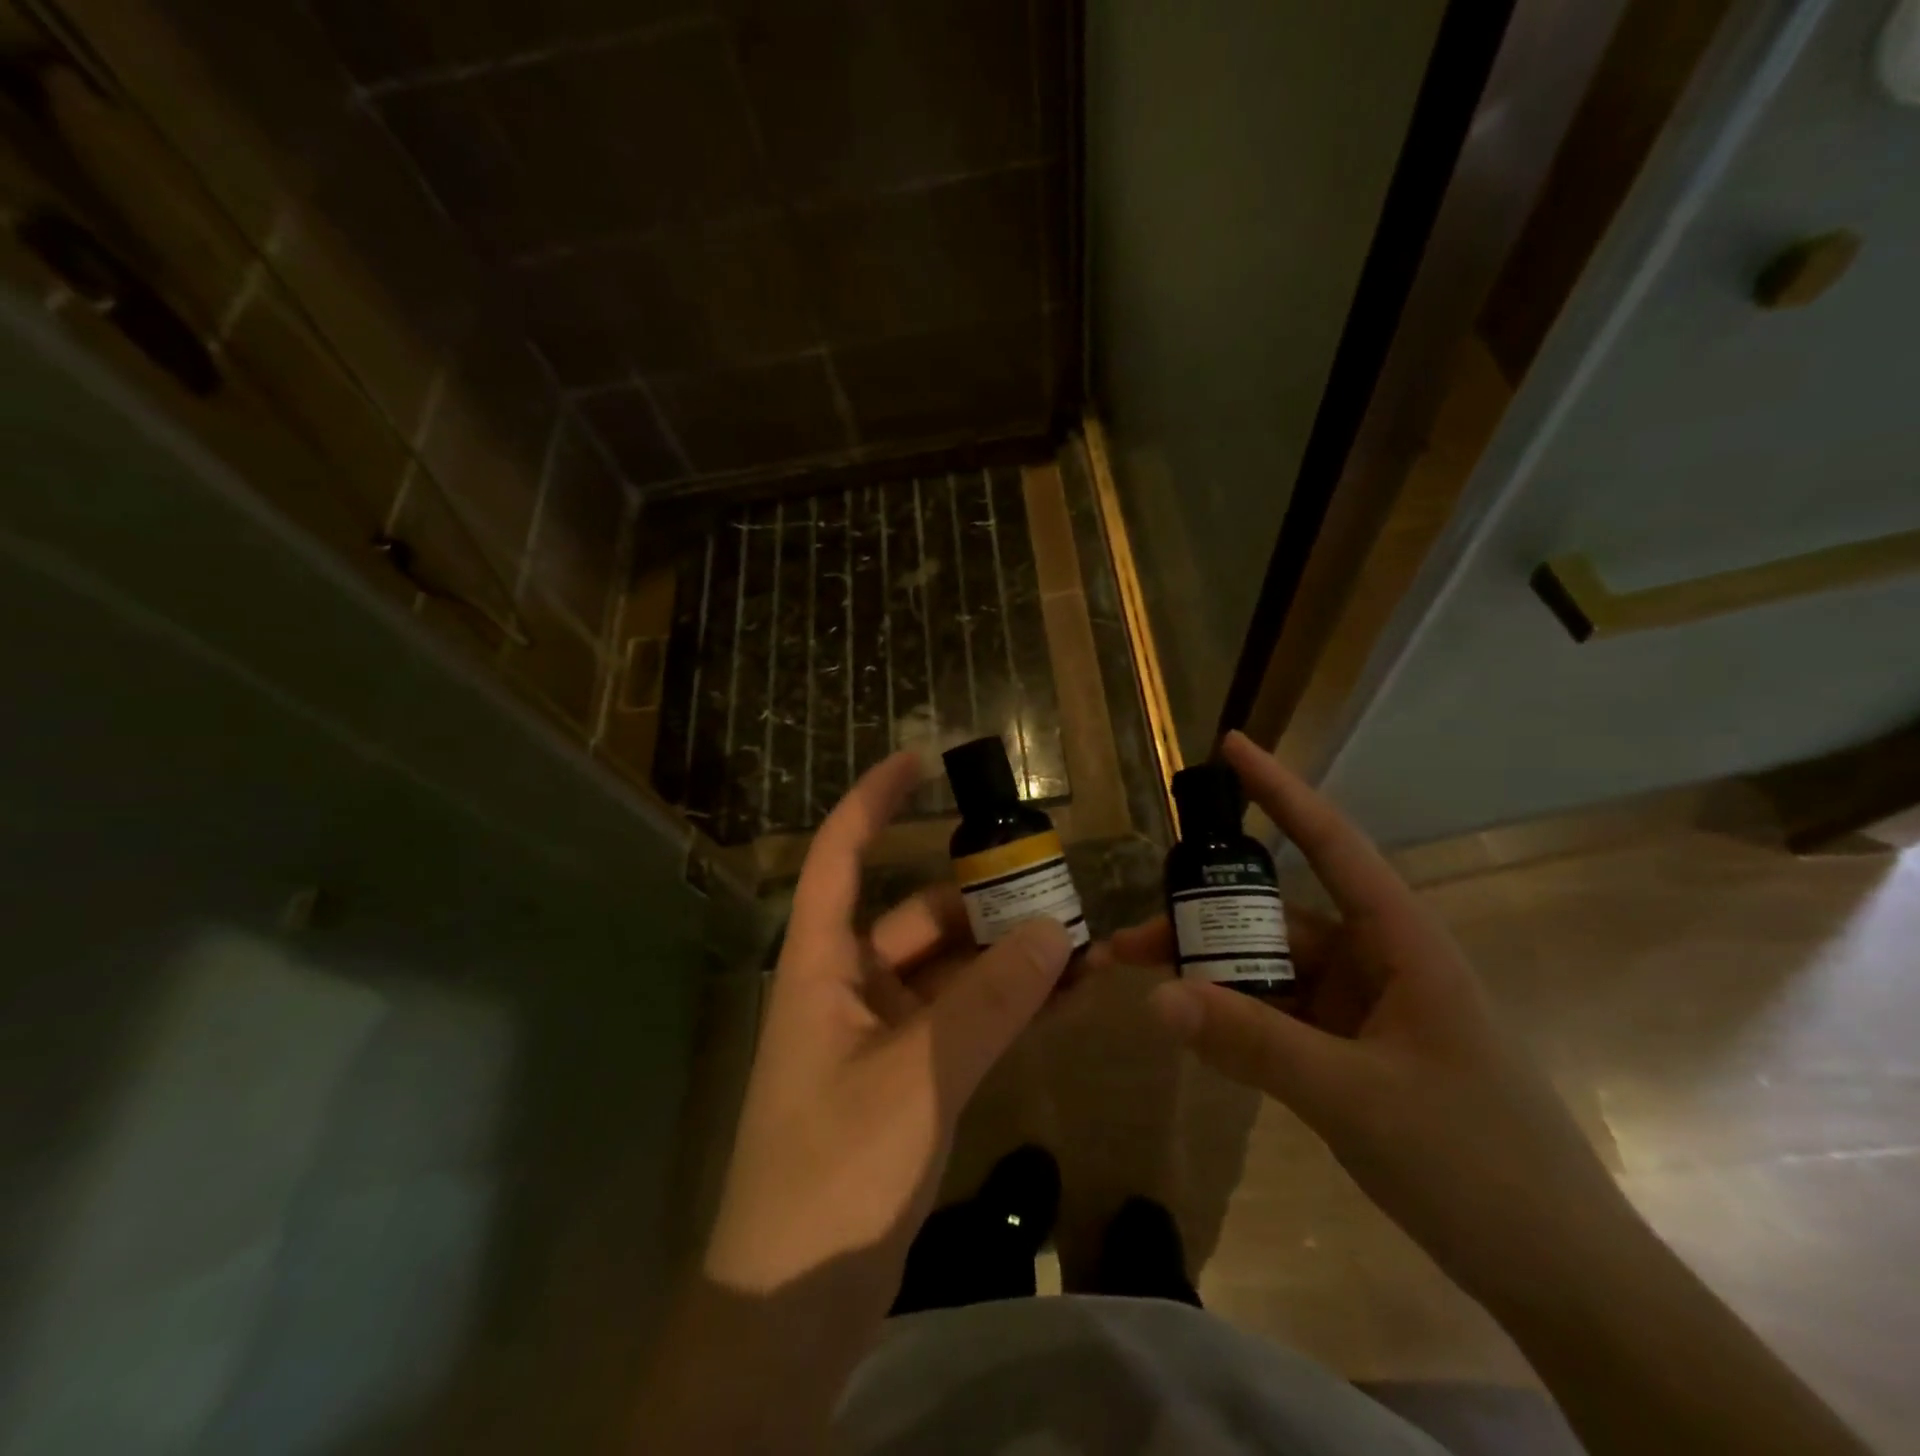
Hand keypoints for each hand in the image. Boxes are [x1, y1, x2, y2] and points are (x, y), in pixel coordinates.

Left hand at [704, 750, 1074, 1299]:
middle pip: (916, 915)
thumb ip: (990, 1001)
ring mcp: (877, 1036)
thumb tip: (1056, 931)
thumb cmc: (834, 1173)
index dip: (872, 801)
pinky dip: (1002, 1006)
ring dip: (1004, 956)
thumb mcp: (920, 1077)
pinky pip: (958, 1020)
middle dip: (981, 897)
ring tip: (1078, 943)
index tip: (919, 760)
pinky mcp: (904, 1079)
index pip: (838, 856)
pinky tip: (1060, 998)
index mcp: (820, 966)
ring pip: (946, 971)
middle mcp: (846, 986)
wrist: (792, 1309)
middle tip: (1052, 879)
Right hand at [1108, 731, 1635, 1311]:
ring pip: (1271, 972)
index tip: (1229, 747)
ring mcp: (1363, 1009)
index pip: (1332, 844)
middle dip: (1202, 924)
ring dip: (1213, 978)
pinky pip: (1280, 1016)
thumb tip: (1157, 994)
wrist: (1560, 1277)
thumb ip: (1253, 1043)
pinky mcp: (1351, 1052)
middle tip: (1130, 943)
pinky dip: (1237, 1019)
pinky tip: (1196, 1031)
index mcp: (1401, 943)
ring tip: (1147, 988)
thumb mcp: (1356, 1098)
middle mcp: (1378, 961)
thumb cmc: (1478, 1165)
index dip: (1280, 791)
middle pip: (1275, 919)